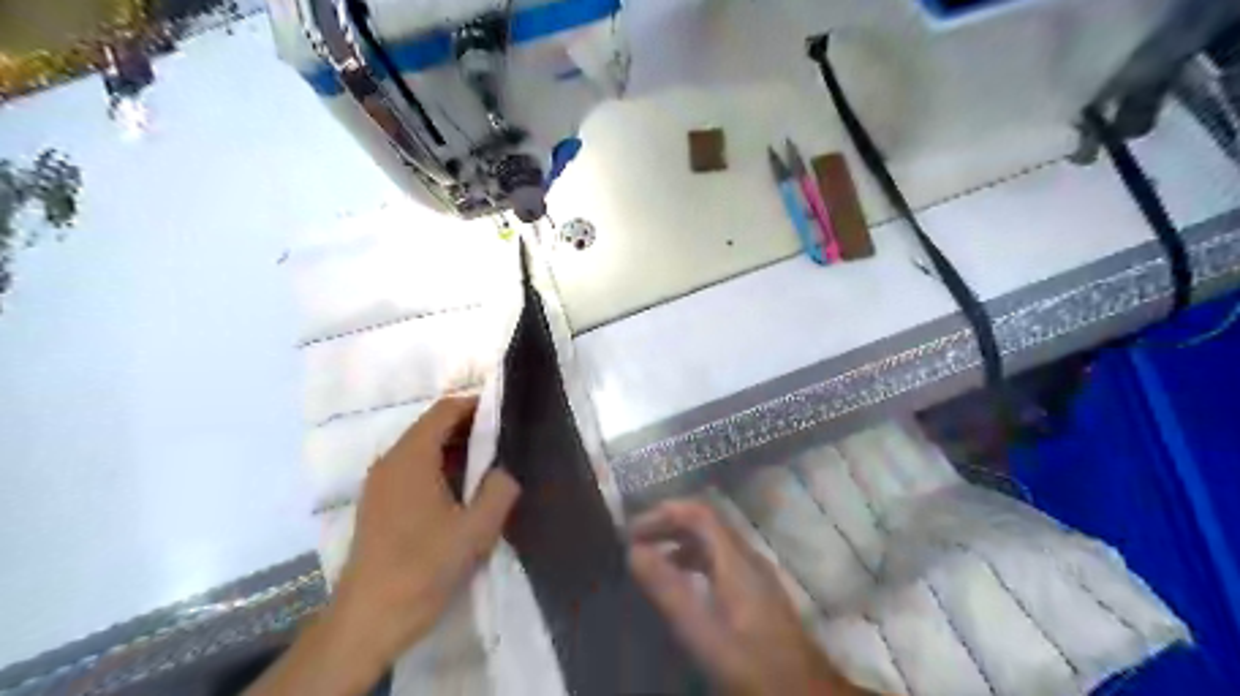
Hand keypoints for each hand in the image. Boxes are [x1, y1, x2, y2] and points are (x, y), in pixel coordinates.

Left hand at [331, 394, 518, 664]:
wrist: (369, 620)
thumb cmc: (423, 568)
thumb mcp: (476, 530)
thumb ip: (499, 491)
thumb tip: (505, 471)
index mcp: (411, 458)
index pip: (444, 411)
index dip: (476, 406)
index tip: (506, 415)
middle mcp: (390, 462)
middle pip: (432, 427)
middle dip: (469, 429)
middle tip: (505, 443)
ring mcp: (380, 484)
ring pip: (421, 450)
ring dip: (455, 451)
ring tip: (489, 467)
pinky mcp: (378, 505)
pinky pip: (412, 470)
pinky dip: (439, 469)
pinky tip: (461, 493)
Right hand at [632, 500, 865, 695]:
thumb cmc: (755, 666)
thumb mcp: (704, 633)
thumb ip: (670, 591)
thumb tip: (634, 551)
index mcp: (737, 561)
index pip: (699, 514)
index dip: (664, 513)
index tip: (632, 529)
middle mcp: (748, 559)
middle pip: (706, 523)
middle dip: (668, 524)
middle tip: (634, 540)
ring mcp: (756, 575)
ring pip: (713, 543)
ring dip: (679, 543)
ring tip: (649, 560)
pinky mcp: (757, 594)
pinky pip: (720, 562)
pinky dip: (693, 561)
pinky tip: (681, 585)